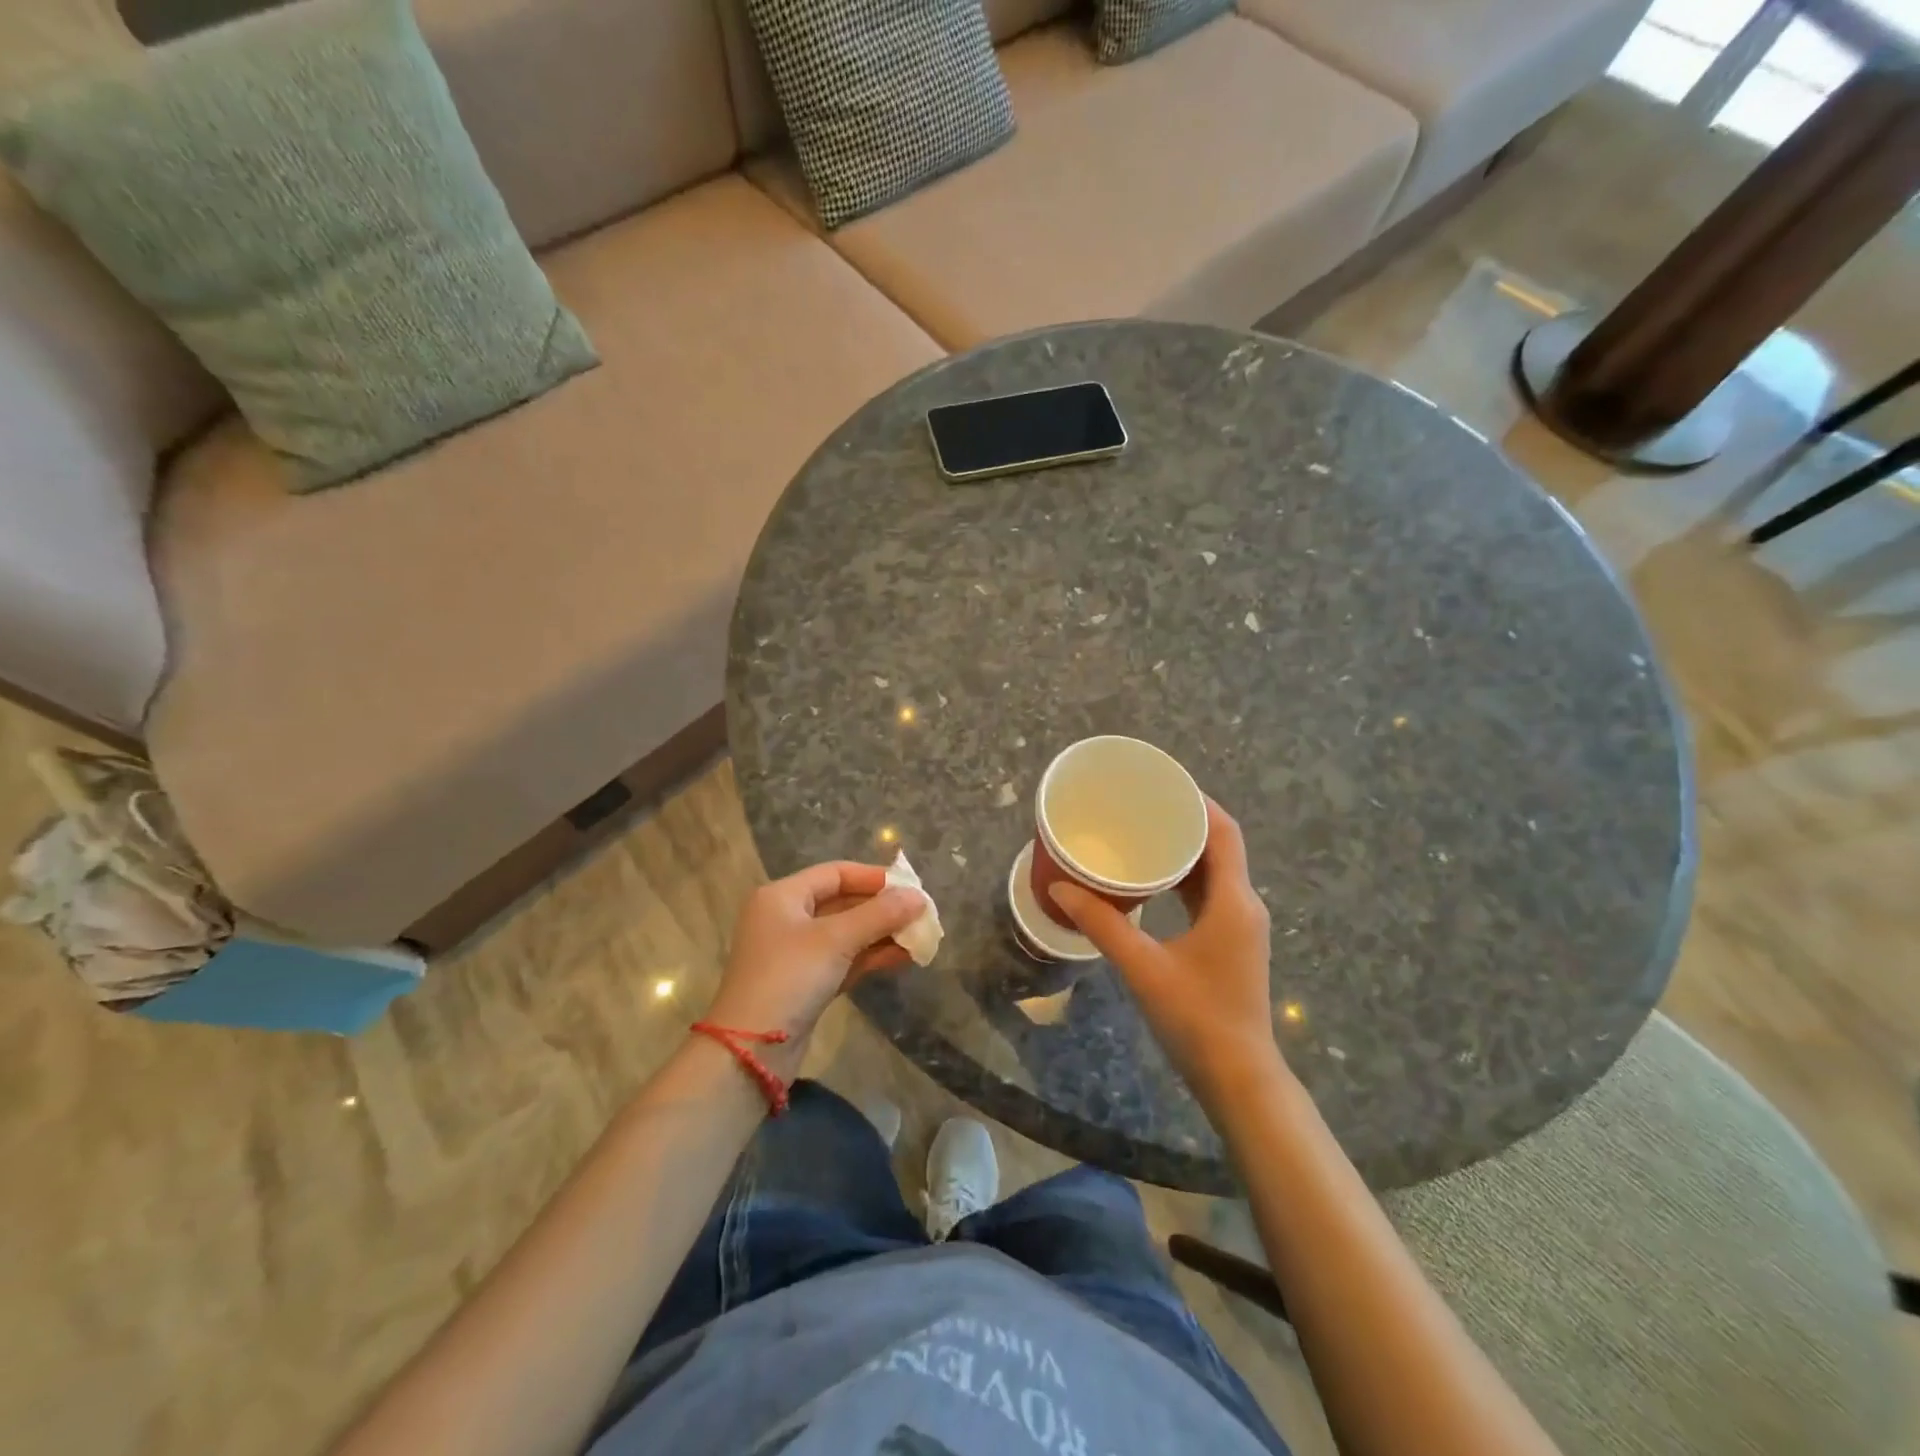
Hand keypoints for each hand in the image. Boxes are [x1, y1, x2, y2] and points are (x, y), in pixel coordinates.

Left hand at [703, 862, 925, 1075]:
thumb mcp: (836, 939)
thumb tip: (919, 897)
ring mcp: (795, 953)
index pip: (835, 873)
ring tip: (920, 938)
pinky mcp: (805, 984)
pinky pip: (843, 960)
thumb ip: (879, 915)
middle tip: (920, 914)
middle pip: (842, 902)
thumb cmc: (789, 978)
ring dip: (881, 934)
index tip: (910, 887)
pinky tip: (903, 958)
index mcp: (782, 896)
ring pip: (846, 934)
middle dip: (882, 909)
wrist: (750, 1051)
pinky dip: (870, 957)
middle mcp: (786, 919)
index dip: (874, 878)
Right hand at [1050, 800, 1283, 1112]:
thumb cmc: (1196, 1017)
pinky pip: (1210, 895)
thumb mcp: (1143, 967)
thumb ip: (1101, 924)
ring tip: (1141, 834)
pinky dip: (1184, 880)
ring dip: (1184, 851)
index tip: (1162, 784)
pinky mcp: (1231, 943)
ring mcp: (1240, 926)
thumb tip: (1060, 888)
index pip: (1224, 832)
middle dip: (1184, 822)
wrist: (1238, 1077)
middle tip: (1140, 807)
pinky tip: (1153, 881)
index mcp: (1233, 901)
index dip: (1198, 802)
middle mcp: (1243, 905)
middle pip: (1219, 847)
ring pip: (1215, 872)